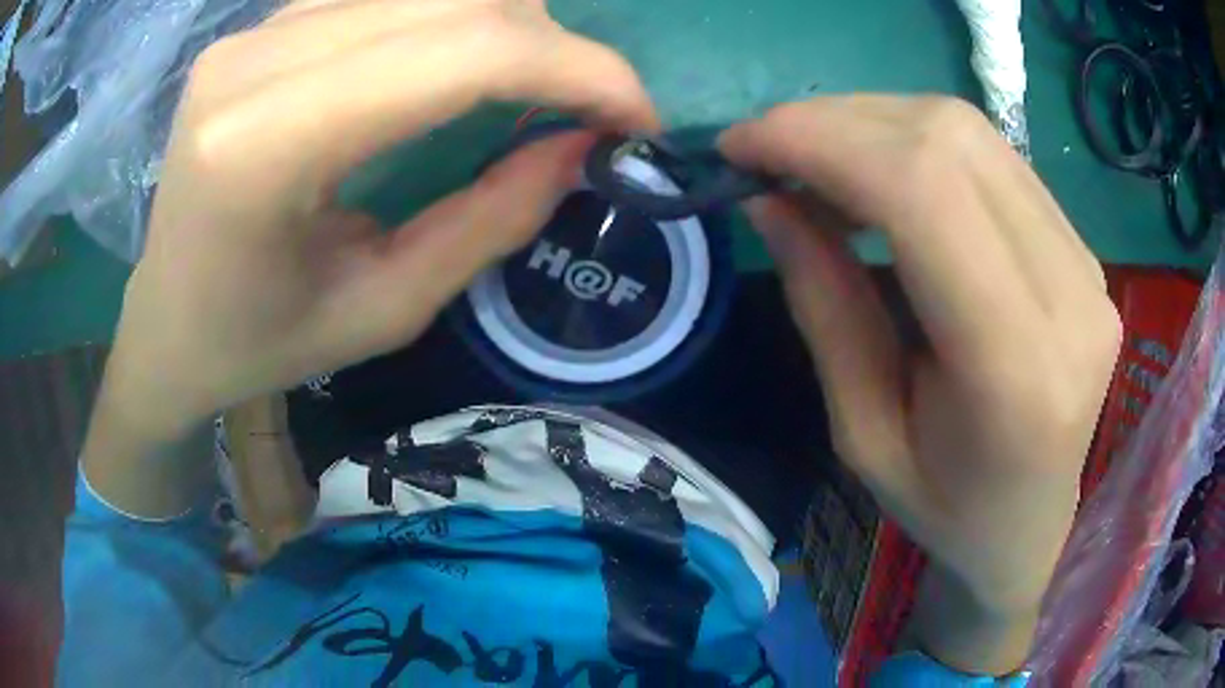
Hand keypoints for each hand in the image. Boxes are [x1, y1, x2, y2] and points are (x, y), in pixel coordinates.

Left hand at [83, 0, 656, 514]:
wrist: (165, 323)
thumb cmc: (255, 344)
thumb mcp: (383, 311)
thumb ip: (491, 221)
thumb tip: (581, 143)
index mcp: (264, 146)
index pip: (463, 50)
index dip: (577, 68)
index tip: (635, 115)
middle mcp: (254, 60)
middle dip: (552, 44)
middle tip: (583, 109)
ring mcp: (253, 31)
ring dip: (506, 27)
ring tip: (526, 88)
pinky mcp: (260, 26)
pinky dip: (451, 19)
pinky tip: (455, 68)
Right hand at [720, 96, 1120, 673]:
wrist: (1031, 524)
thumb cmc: (945, 508)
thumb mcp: (863, 435)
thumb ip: (826, 308)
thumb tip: (772, 200)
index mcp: (1015, 367)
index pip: (924, 192)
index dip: (822, 142)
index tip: (743, 145)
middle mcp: (1069, 296)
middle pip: (950, 141)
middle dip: (837, 121)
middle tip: (769, 148)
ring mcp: (1086, 264)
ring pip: (972, 133)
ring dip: (875, 123)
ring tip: (817, 157)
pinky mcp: (1083, 249)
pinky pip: (993, 158)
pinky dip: (919, 144)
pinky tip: (881, 173)